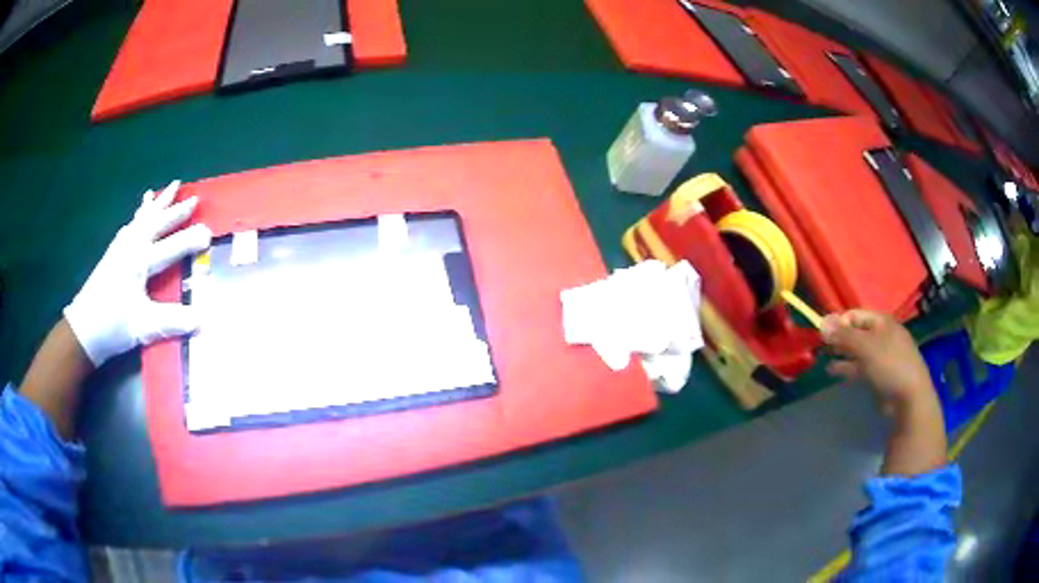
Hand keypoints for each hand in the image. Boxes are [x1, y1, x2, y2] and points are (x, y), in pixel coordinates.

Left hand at [63, 181, 211, 366]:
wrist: (83, 330)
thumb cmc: (113, 325)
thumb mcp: (144, 326)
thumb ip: (173, 321)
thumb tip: (202, 320)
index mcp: (140, 260)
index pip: (172, 246)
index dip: (191, 240)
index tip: (210, 235)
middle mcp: (131, 247)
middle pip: (158, 222)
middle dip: (176, 211)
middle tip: (194, 198)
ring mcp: (120, 248)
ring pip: (143, 218)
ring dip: (158, 204)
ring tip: (168, 188)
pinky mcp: (112, 255)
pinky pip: (131, 226)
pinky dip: (139, 216)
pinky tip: (138, 216)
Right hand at [821, 310, 935, 412]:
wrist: (909, 397)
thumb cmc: (889, 364)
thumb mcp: (865, 347)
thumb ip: (843, 336)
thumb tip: (821, 323)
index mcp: (881, 322)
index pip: (855, 315)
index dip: (838, 321)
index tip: (822, 333)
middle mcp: (882, 335)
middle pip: (856, 331)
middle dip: (839, 337)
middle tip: (821, 346)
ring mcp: (881, 355)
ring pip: (857, 350)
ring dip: (841, 353)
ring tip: (823, 358)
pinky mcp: (879, 374)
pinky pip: (860, 366)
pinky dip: (847, 367)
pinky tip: (833, 371)